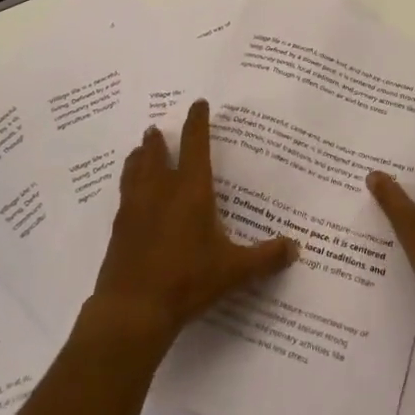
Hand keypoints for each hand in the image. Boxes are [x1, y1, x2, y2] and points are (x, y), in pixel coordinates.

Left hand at [88, 99, 298, 350]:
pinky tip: (129, 196)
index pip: (195, 145)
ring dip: (138, 158)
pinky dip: (128, 185)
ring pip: (134, 171)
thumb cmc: (187, 281)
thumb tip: (295, 247)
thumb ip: (265, 257)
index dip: (197, 122)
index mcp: (191, 190)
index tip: (198, 104)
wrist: (132, 310)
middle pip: (157, 154)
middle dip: (159, 140)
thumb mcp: (234, 270)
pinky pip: (123, 196)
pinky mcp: (119, 230)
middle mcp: (161, 191)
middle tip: (156, 128)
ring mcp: (135, 209)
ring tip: (139, 150)